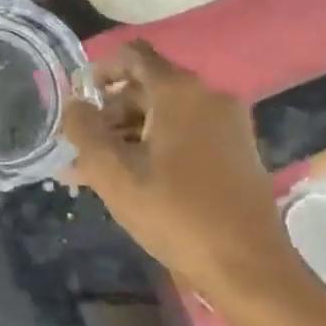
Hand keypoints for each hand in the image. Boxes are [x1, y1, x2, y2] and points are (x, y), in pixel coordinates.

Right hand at [63, 42, 296, 297]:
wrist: (251, 270)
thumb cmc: (175, 213)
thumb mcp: (112, 172)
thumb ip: (83, 129)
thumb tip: (74, 105)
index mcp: (179, 91)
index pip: (132, 55)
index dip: (99, 71)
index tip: (78, 101)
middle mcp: (208, 97)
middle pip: (146, 88)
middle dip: (108, 114)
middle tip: (80, 148)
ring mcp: (228, 126)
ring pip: (164, 116)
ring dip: (127, 136)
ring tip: (96, 172)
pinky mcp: (238, 153)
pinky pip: (185, 135)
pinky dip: (155, 148)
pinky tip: (132, 182)